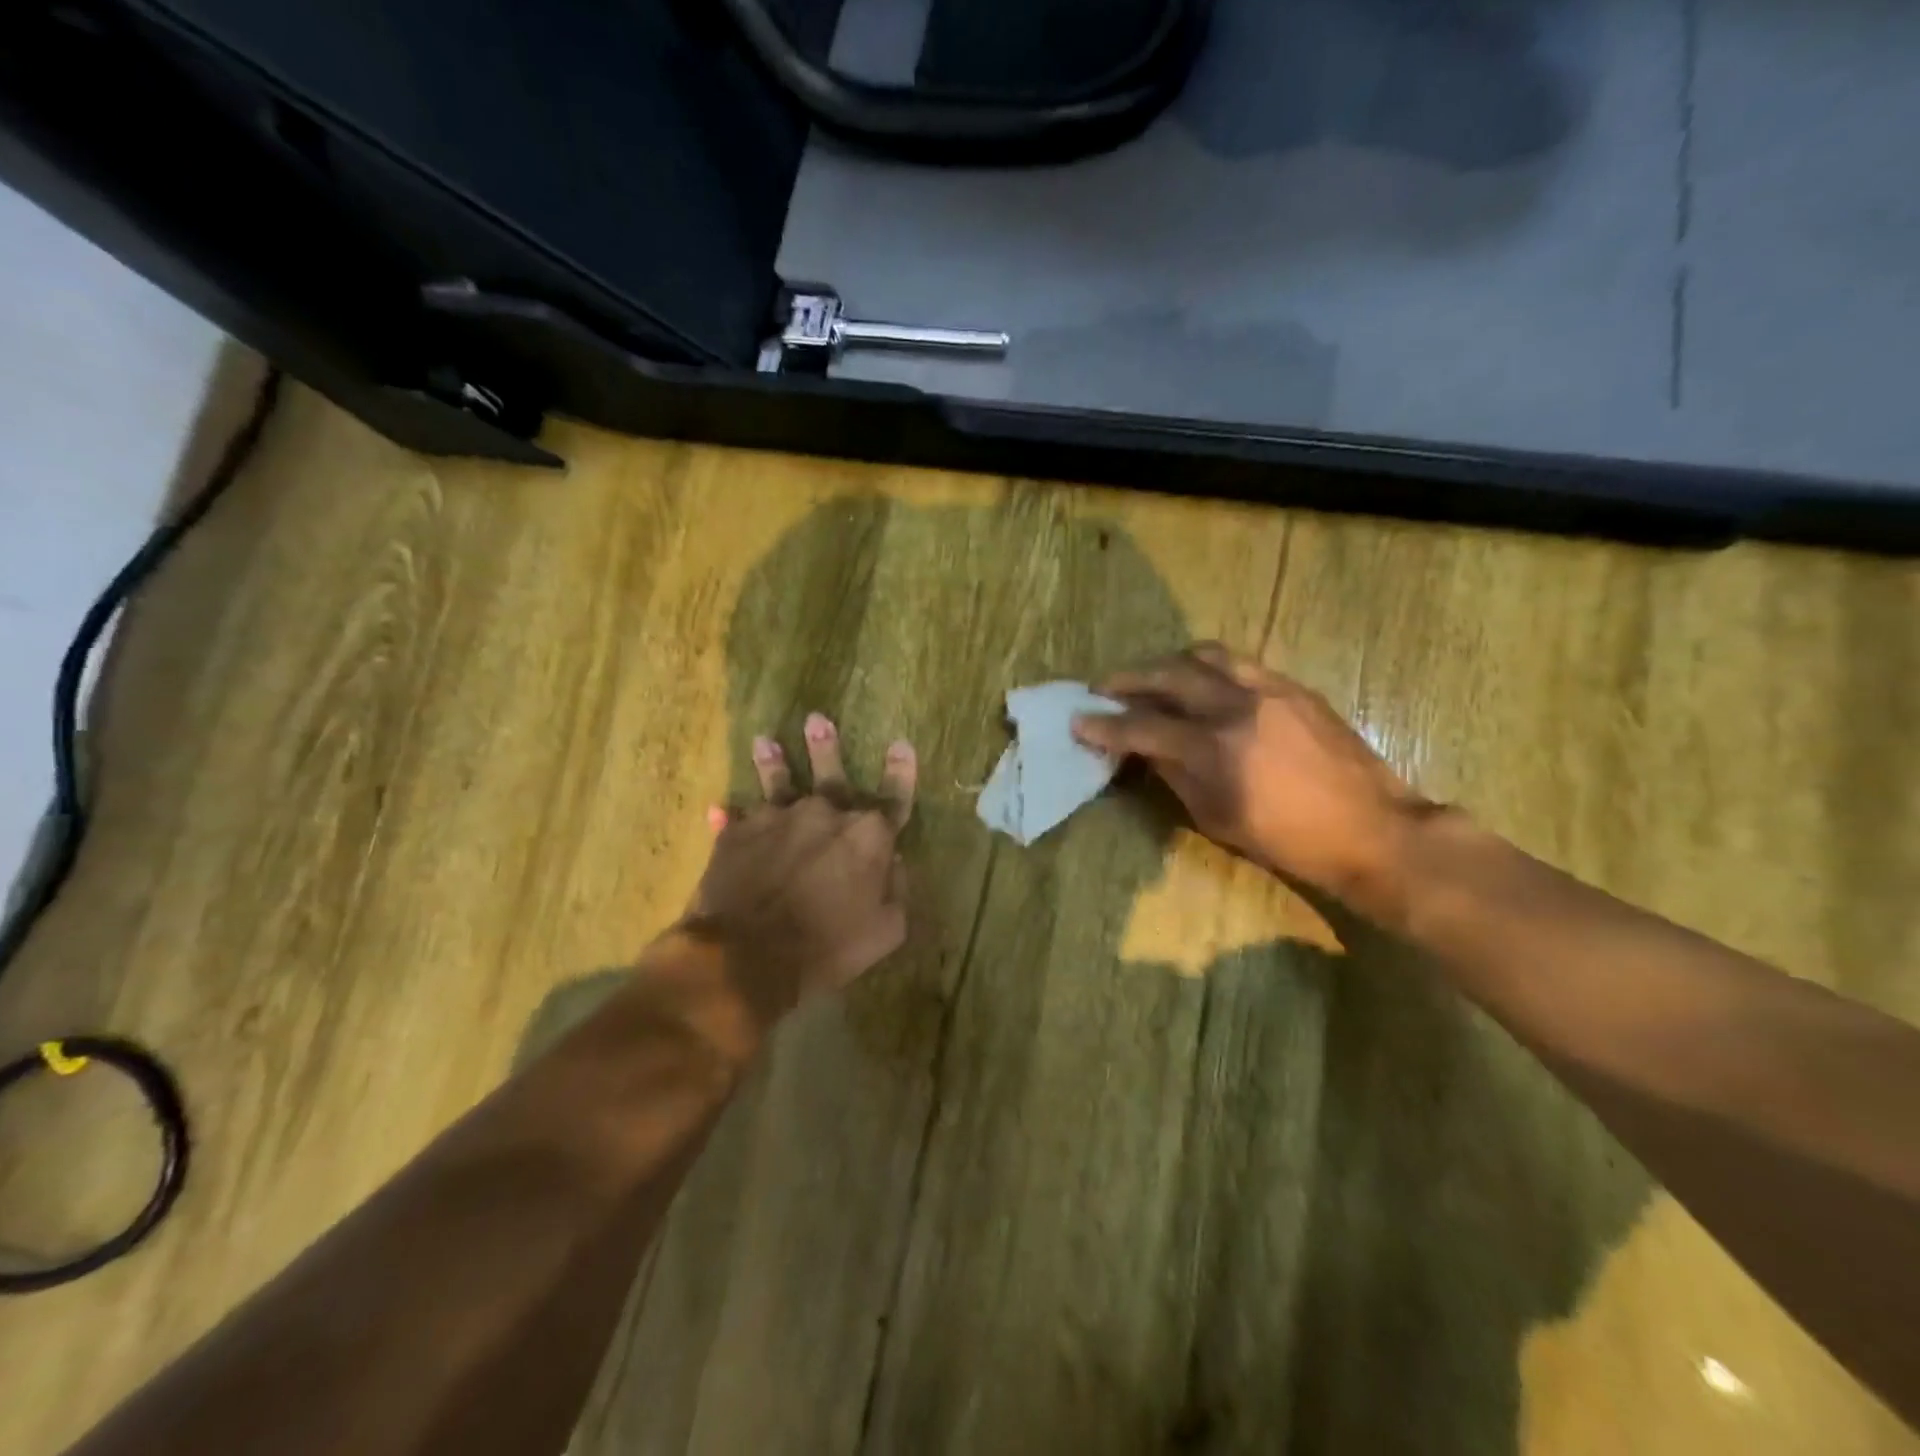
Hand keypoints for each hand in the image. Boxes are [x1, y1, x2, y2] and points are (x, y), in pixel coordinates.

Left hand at [684, 714, 917, 1022]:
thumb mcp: (886, 930)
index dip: (902, 771)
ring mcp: (778, 818)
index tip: (901, 744)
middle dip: (826, 746)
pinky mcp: (738, 833)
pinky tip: (718, 810)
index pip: (895, 796)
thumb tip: (895, 861)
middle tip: (817, 719)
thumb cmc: (828, 947)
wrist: (749, 957)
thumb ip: (897, 889)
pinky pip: (736, 820)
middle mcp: (826, 814)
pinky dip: (730, 818)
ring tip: (765, 741)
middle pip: (831, 773)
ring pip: (778, 782)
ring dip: (773, 761)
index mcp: (868, 835)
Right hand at [1072, 644, 1434, 907]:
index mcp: (1217, 749)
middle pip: (1168, 675)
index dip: (1106, 725)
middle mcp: (1238, 707)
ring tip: (1152, 676)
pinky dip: (1208, 666)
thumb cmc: (1290, 840)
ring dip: (1168, 662)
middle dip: (1128, 679)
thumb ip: (1175, 775)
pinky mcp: (1293, 686)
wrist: (1372, 829)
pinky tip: (1201, 681)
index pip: (1144, 727)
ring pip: (1205, 655)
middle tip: (1104, 687)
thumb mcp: (1218, 818)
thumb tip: (1144, 749)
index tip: (1079, 721)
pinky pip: (1239, 662)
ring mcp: (1270, 689)